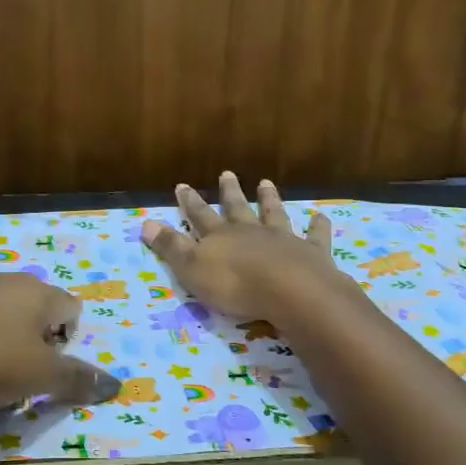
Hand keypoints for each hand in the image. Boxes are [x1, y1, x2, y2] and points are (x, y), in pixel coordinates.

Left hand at [0, 273, 120, 413]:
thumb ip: (78, 379)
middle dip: (35, 342)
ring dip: (3, 342)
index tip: (48, 369)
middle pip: (36, 309)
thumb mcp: (40, 378)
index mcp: (37, 291)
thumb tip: (114, 384)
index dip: (68, 340)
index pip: (71, 307)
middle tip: (20, 375)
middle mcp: (5, 280)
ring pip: (0, 314)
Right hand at [140, 172, 342, 317]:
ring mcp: (283, 239)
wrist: (290, 291)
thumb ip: (171, 247)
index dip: (190, 202)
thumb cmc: (235, 284)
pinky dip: (318, 226)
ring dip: (270, 199)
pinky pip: (315, 236)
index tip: (182, 185)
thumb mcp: (192, 269)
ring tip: (266, 183)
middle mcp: (250, 231)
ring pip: (274, 214)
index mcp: (220, 237)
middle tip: (227, 173)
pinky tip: (320, 216)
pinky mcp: (311, 253)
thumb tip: (145, 223)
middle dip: (230, 192)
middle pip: (237, 208)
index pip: (200, 215)